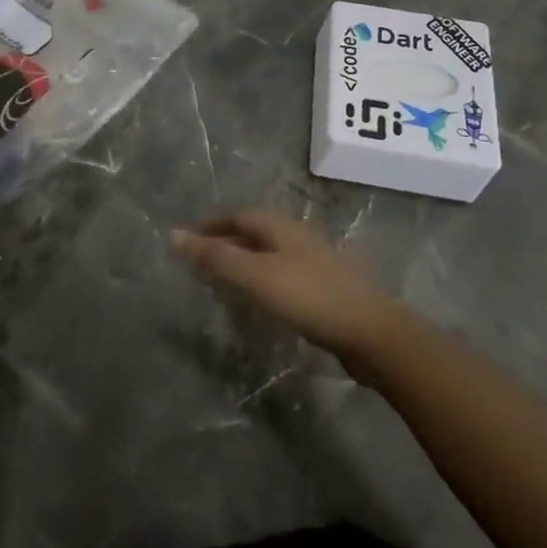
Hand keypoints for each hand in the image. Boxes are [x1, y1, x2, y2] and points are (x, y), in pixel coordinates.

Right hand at [170, 210, 405, 364]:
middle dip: (227, 241)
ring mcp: (316, 260)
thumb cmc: (309, 297)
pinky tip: (264, 300)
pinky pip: (285, 273)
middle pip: (255, 231)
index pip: (237, 215)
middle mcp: (298, 235)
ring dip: (246, 260)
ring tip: (226, 280)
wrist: (373, 333)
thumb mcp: (256, 276)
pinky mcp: (327, 287)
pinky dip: (264, 279)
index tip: (188, 240)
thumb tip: (173, 234)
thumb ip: (216, 257)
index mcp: (280, 226)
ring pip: (271, 252)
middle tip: (202, 260)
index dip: (211, 225)